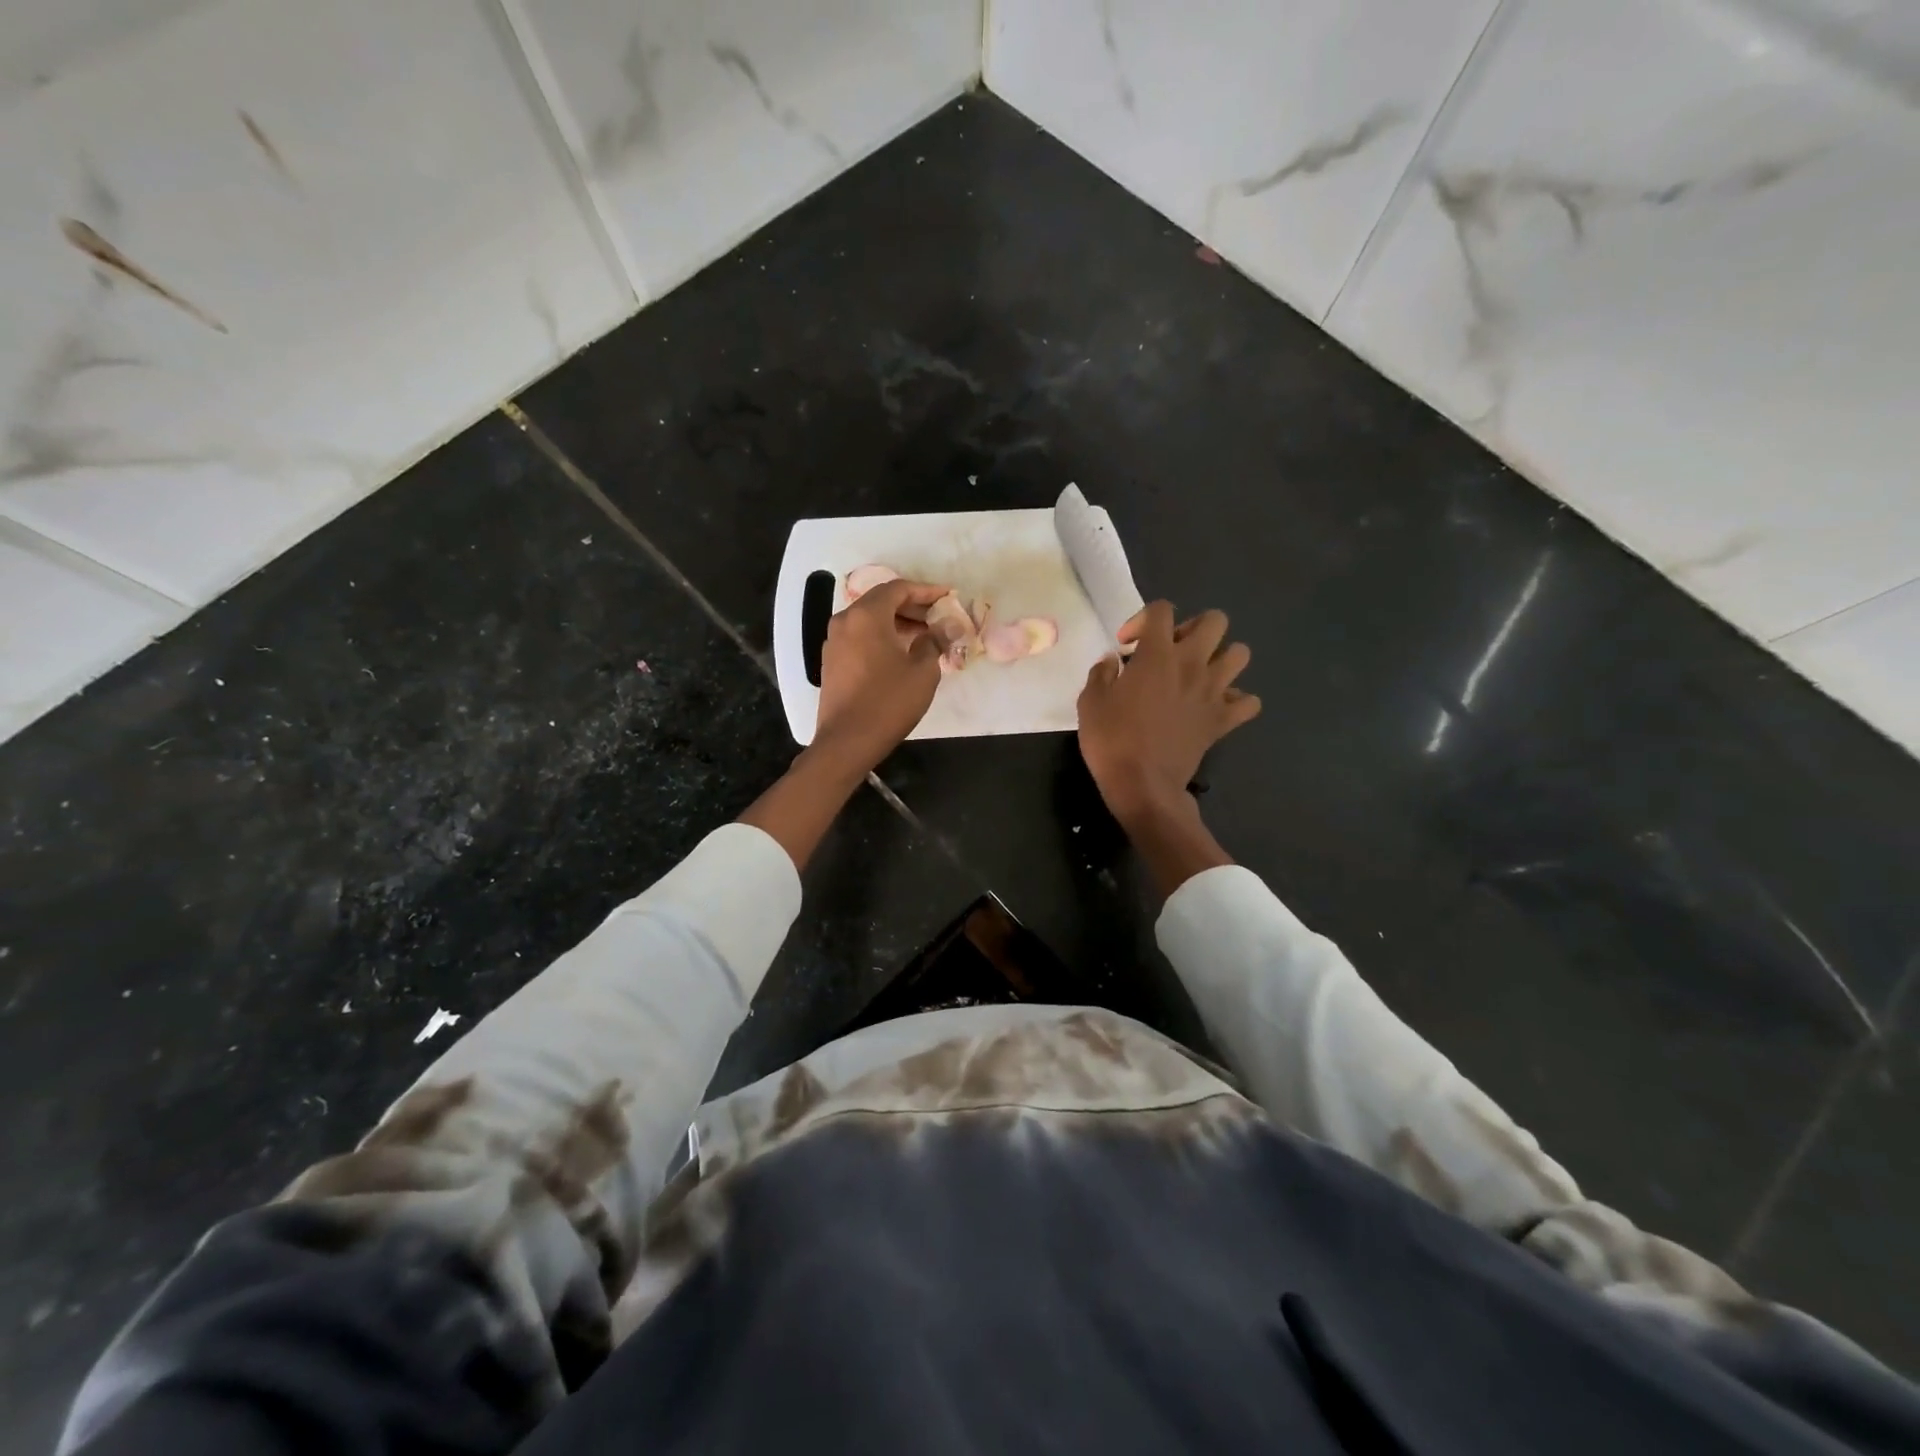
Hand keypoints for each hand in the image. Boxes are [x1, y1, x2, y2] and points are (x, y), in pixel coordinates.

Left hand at [812, 578, 947, 771]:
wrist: (847, 740)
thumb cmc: (889, 702)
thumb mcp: (923, 671)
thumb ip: (934, 642)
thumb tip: (944, 628)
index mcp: (867, 616)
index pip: (898, 589)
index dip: (926, 590)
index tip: (947, 596)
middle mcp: (845, 621)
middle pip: (881, 601)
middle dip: (912, 605)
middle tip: (938, 616)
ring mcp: (834, 641)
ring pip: (869, 619)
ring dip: (897, 621)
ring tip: (924, 635)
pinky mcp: (832, 660)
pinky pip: (860, 636)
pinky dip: (881, 636)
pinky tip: (901, 652)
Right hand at [1077, 601, 1260, 826]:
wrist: (1142, 785)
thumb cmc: (1111, 740)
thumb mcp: (1090, 702)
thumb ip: (1102, 673)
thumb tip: (1113, 662)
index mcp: (1157, 655)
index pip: (1161, 610)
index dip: (1142, 620)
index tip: (1127, 646)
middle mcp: (1192, 664)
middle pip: (1214, 621)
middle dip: (1192, 629)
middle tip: (1171, 652)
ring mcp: (1213, 692)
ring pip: (1240, 654)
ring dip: (1221, 658)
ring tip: (1198, 674)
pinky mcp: (1223, 720)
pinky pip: (1248, 702)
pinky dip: (1236, 700)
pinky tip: (1215, 706)